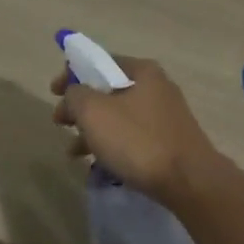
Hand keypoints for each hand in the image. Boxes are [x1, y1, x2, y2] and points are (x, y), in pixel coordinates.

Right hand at [51, 55, 222, 205]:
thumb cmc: (138, 140)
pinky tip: (99, 166)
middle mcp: (157, 87)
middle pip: (108, 90)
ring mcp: (165, 116)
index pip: (99, 61)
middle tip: (60, 123)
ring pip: (119, 117)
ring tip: (74, 152)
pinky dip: (113, 146)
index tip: (53, 92)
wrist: (189, 181)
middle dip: (80, 107)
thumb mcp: (94, 112)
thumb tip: (73, 93)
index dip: (72, 73)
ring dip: (93, 131)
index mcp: (142, 71)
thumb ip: (75, 94)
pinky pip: (132, 137)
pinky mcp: (169, 142)